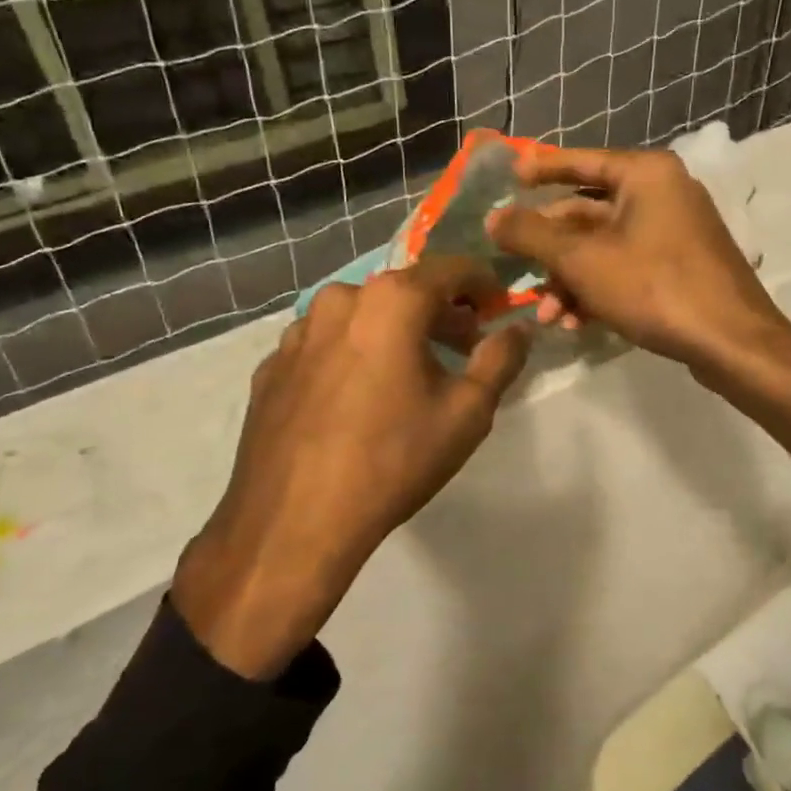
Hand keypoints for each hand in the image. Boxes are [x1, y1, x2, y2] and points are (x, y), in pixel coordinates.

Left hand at [173, 258, 531, 678]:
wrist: (295, 521)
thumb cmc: (394, 459)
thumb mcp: (468, 412)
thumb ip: (500, 359)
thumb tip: (519, 328)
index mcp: (392, 301)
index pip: (452, 269)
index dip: (483, 284)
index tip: (498, 309)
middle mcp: (340, 299)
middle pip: (404, 290)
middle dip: (440, 312)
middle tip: (463, 348)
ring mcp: (298, 332)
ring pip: (361, 316)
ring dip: (393, 331)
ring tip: (409, 374)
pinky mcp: (272, 365)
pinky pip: (326, 345)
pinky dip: (353, 354)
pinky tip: (359, 399)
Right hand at [486, 145, 787, 373]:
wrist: (732, 343)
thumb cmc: (655, 287)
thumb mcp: (582, 260)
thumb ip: (532, 235)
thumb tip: (493, 217)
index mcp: (645, 174)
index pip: (581, 161)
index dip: (540, 169)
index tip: (508, 179)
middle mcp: (662, 193)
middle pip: (588, 212)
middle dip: (550, 250)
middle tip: (516, 270)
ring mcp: (675, 232)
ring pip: (604, 247)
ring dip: (569, 280)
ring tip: (547, 316)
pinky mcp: (680, 267)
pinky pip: (626, 267)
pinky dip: (598, 290)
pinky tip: (575, 323)